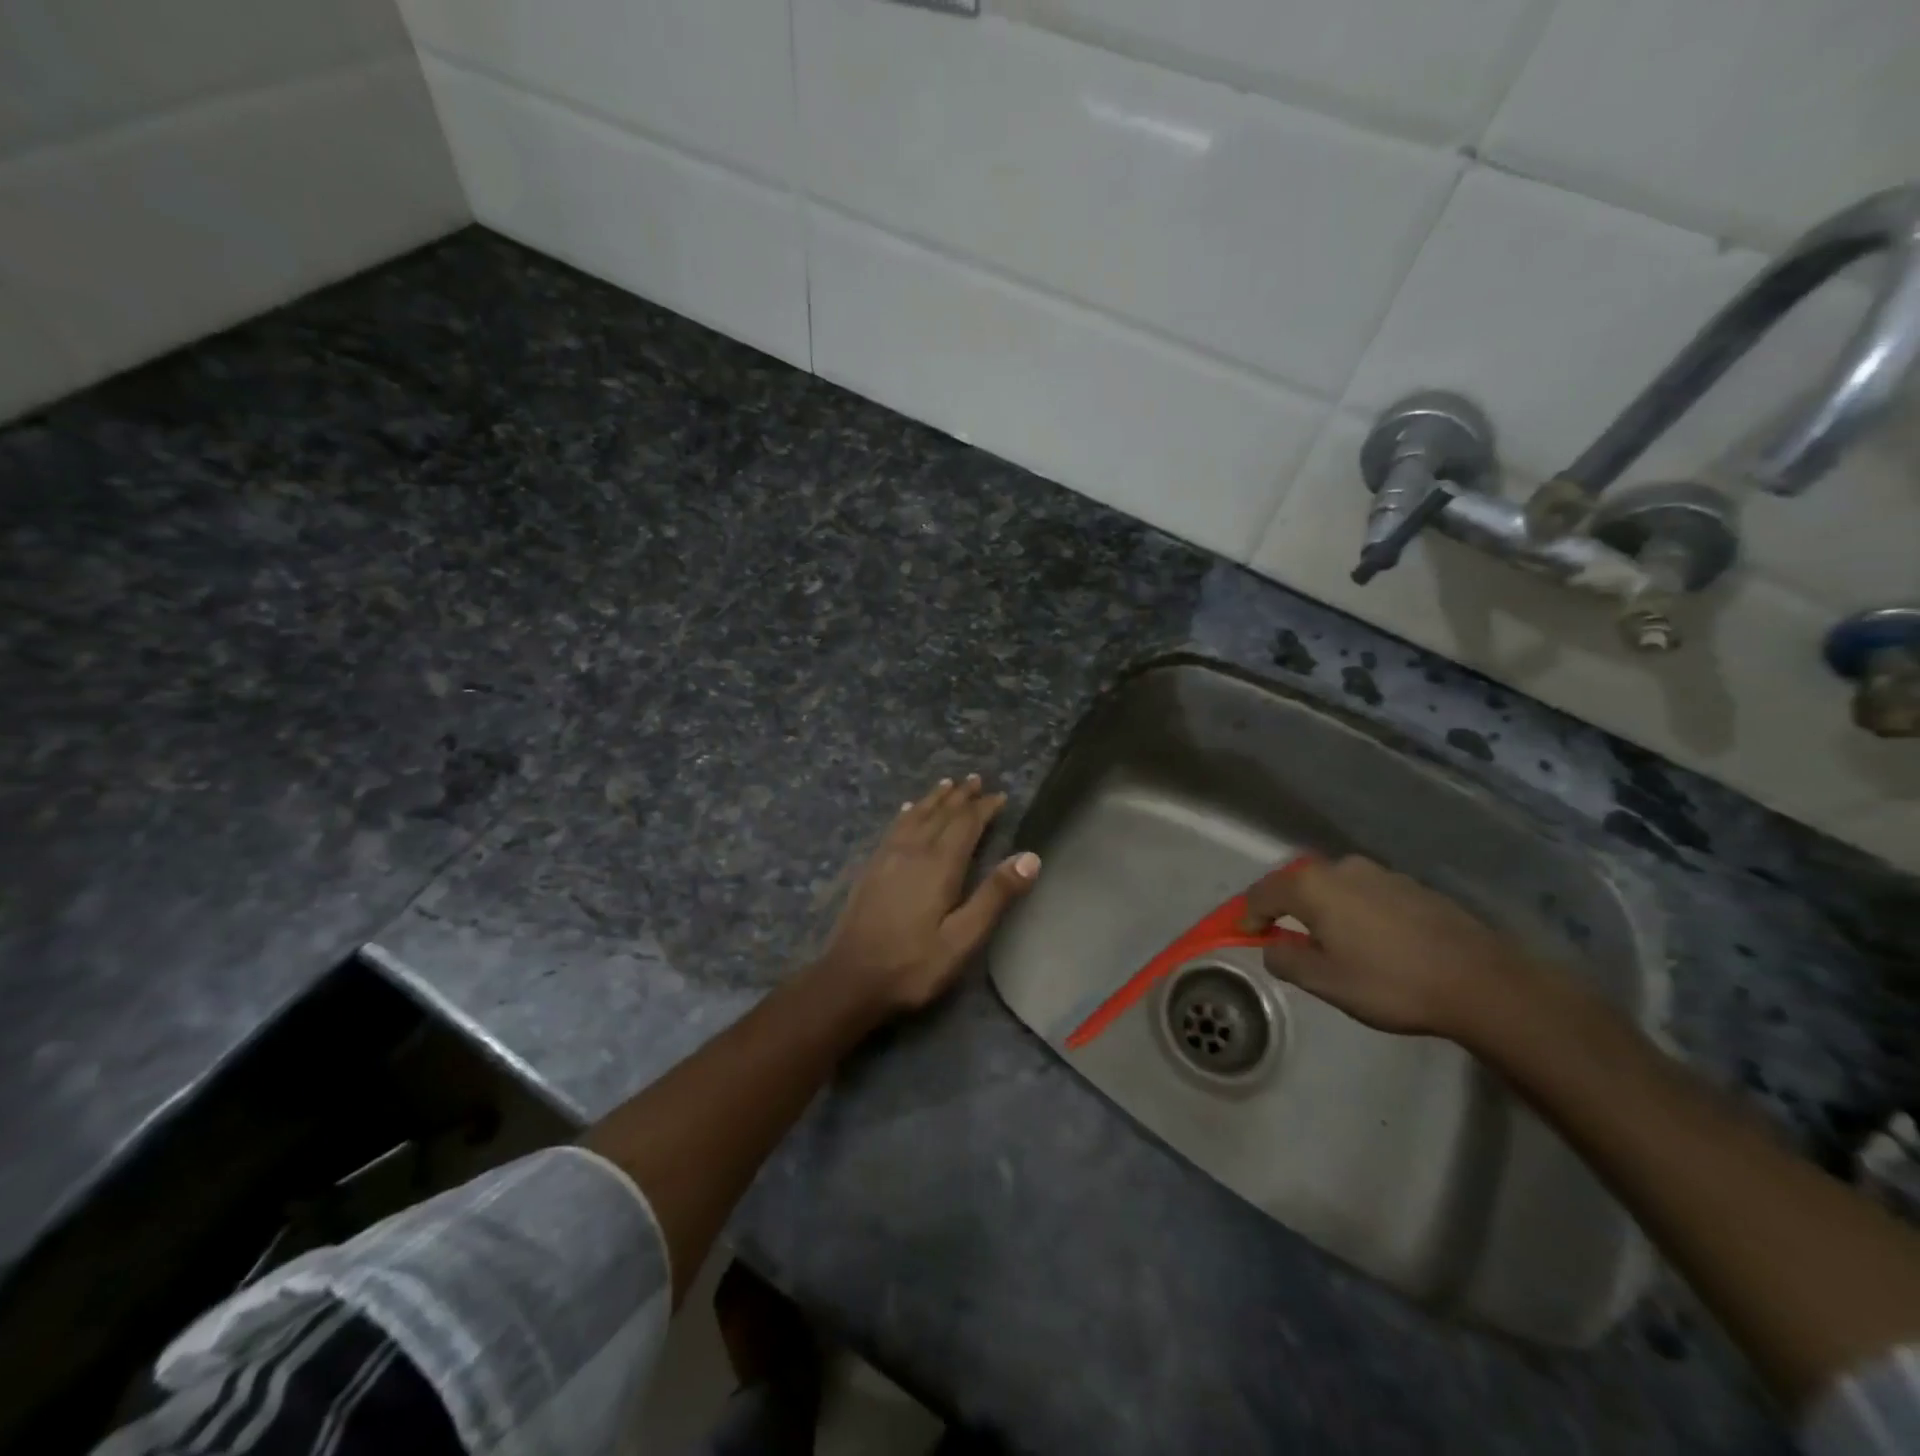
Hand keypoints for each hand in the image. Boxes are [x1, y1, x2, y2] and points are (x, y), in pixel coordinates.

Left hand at [814, 775, 1040, 1014]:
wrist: (849, 979)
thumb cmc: (913, 965)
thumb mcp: (962, 939)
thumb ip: (995, 896)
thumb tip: (1030, 857)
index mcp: (939, 865)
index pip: (966, 824)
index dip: (984, 808)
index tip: (1000, 795)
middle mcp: (913, 851)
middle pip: (941, 814)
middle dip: (961, 796)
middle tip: (976, 779)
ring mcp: (887, 857)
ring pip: (916, 816)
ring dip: (934, 799)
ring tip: (947, 783)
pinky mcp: (871, 868)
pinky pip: (894, 828)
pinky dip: (907, 813)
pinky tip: (907, 811)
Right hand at [1240, 854, 1545, 1041]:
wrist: (1481, 981)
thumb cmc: (1390, 982)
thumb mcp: (1324, 982)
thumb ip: (1286, 959)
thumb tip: (1273, 946)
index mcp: (1312, 886)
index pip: (1262, 893)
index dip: (1248, 915)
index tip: (1246, 937)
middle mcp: (1342, 868)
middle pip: (1297, 882)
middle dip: (1284, 906)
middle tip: (1284, 936)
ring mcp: (1381, 873)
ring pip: (1334, 886)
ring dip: (1322, 907)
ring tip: (1330, 940)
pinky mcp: (1412, 886)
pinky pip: (1366, 893)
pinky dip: (1354, 910)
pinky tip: (1371, 939)